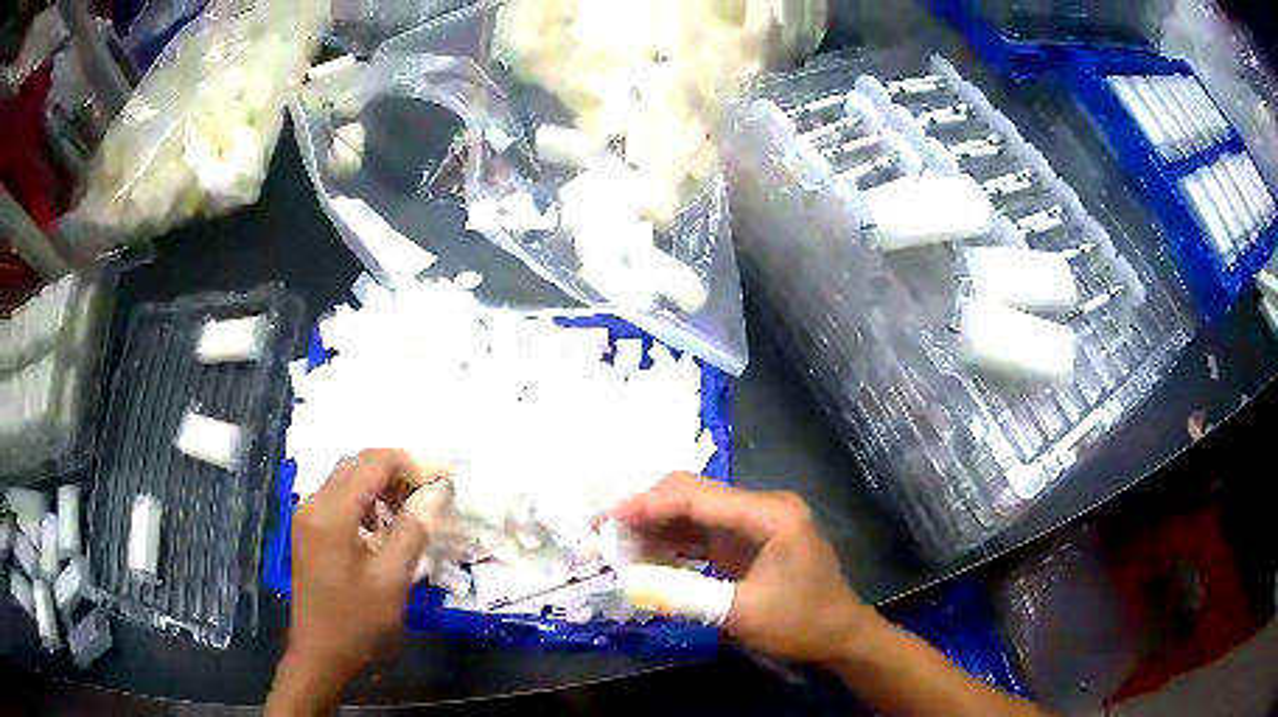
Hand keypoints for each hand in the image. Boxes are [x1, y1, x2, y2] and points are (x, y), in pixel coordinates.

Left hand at [269, 450, 430, 713]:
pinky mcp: (307, 529)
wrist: (320, 653)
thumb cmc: (358, 621)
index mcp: (332, 513)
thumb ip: (412, 531)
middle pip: (356, 464)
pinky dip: (363, 499)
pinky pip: (337, 497)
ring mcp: (307, 516)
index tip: (442, 478)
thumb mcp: (392, 580)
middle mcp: (313, 503)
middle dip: (395, 470)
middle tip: (428, 494)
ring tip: (410, 510)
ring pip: (346, 478)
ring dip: (379, 484)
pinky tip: (382, 525)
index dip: (410, 463)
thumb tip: (434, 493)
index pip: (373, 463)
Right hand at [609, 473, 876, 663]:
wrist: (840, 636)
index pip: (698, 498)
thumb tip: (630, 583)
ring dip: (656, 527)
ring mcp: (755, 522)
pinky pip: (703, 533)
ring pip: (694, 512)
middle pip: (694, 495)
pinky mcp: (748, 541)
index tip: (607, 518)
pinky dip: (674, 544)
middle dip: (647, 510)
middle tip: (606, 531)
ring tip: (617, 544)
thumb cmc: (801, 623)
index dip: (648, 505)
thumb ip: (686, 596)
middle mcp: (762, 507)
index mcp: (770, 514)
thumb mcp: (743, 614)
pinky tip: (646, 556)